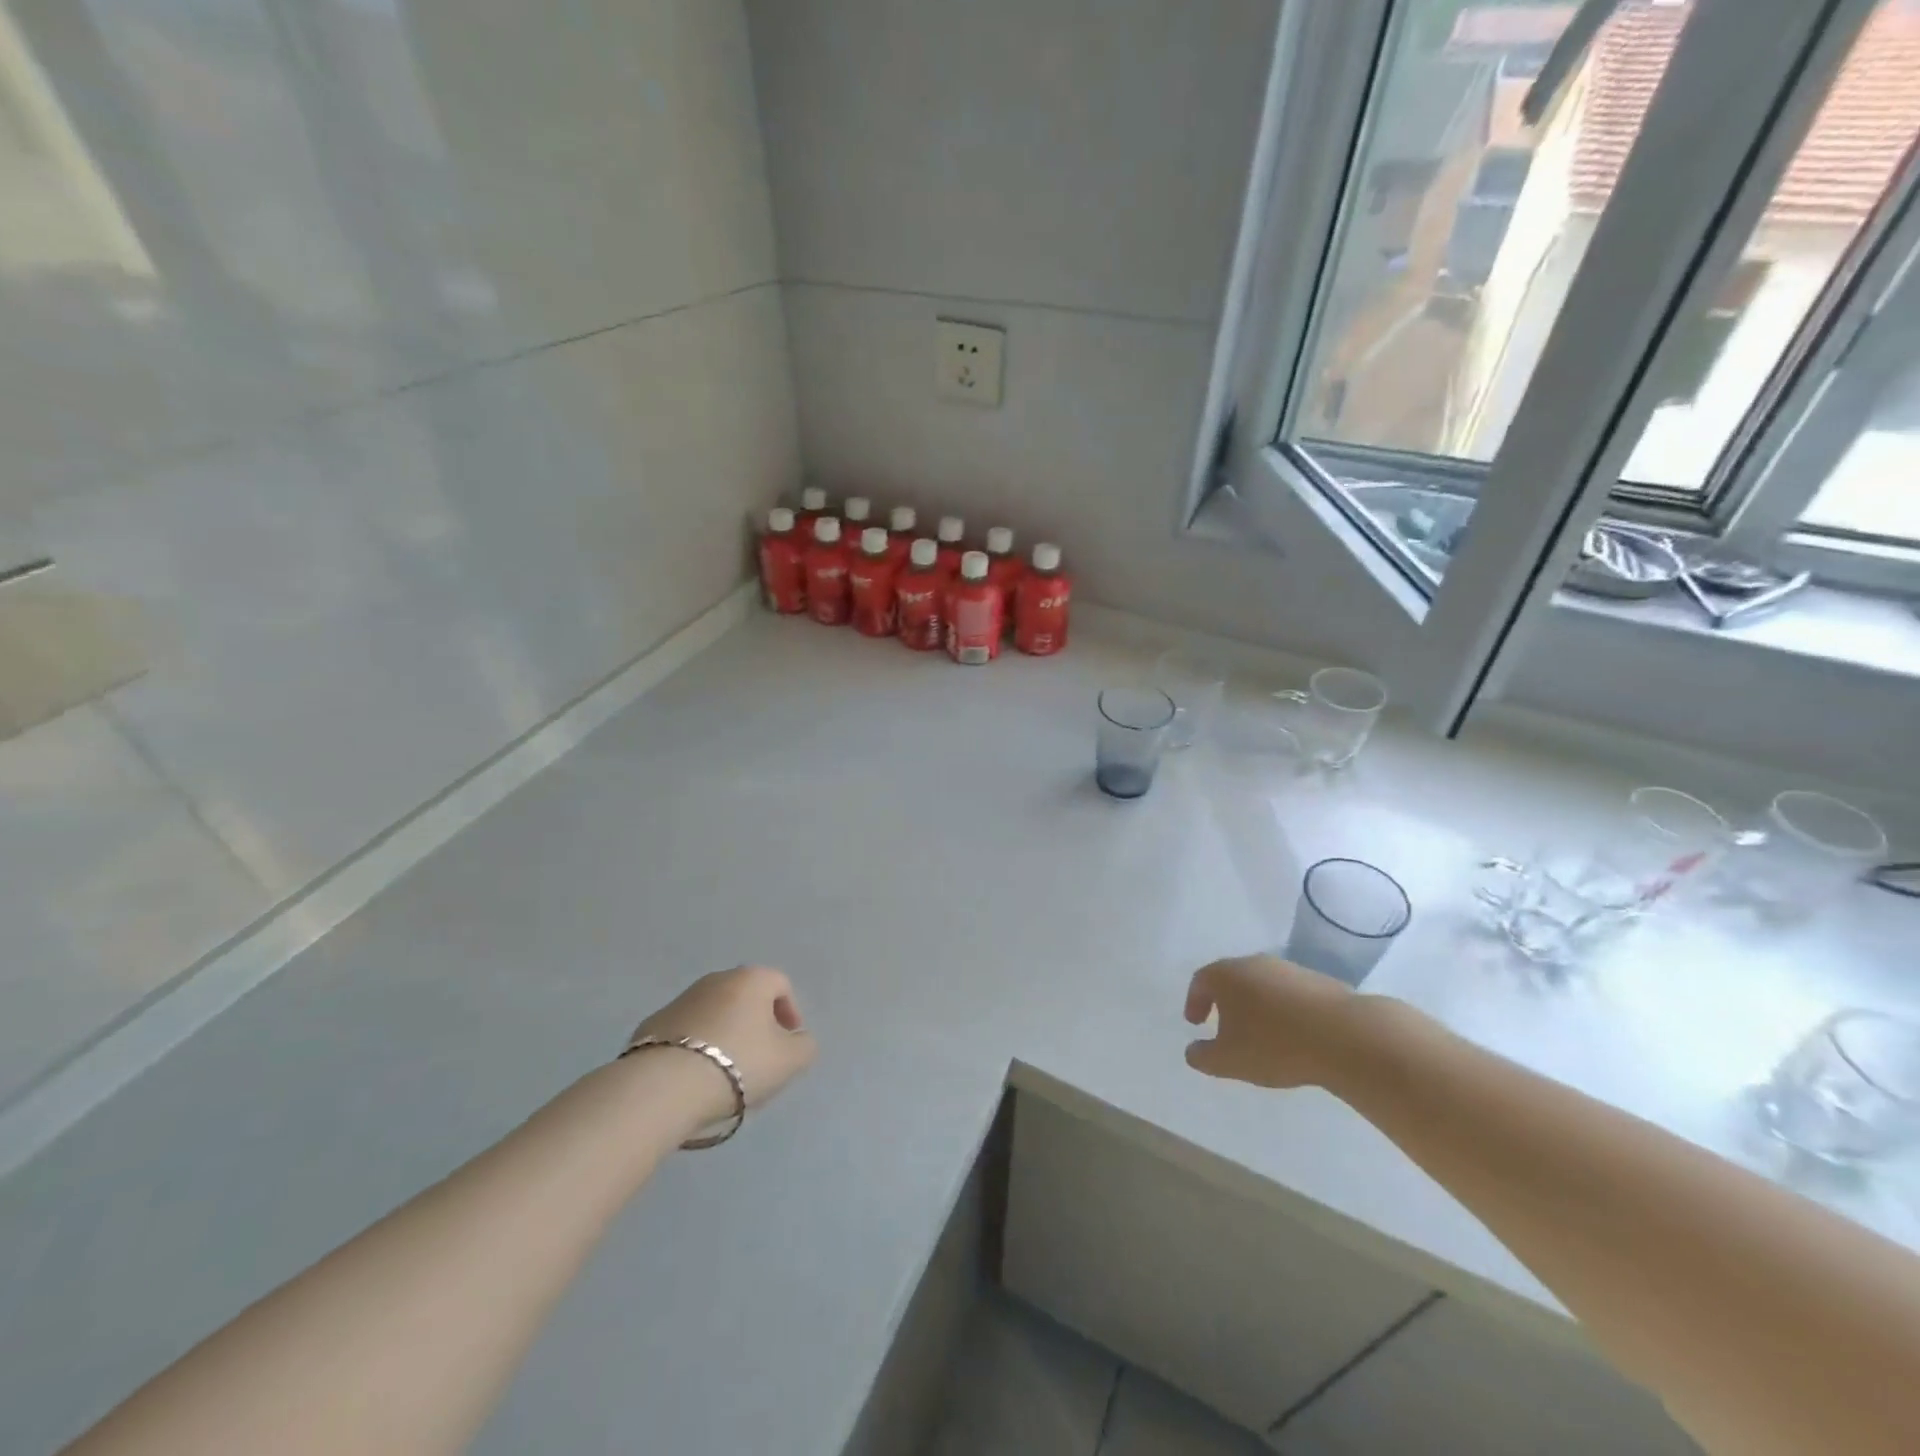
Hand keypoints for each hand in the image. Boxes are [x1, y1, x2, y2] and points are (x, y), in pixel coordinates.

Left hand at [628, 966, 817, 1122]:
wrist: (663, 1087)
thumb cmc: (738, 1064)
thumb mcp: (791, 1061)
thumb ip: (804, 1046)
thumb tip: (797, 1040)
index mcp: (752, 979)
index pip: (781, 984)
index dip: (790, 1013)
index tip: (788, 1044)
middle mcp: (716, 979)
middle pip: (746, 997)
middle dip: (756, 1023)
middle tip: (760, 1059)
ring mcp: (680, 1000)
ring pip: (714, 1013)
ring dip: (724, 1034)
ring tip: (725, 1073)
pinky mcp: (651, 1025)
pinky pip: (685, 1033)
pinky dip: (694, 1048)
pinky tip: (694, 1077)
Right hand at [1182, 954, 1360, 1088]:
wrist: (1344, 1035)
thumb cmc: (1274, 1045)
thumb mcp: (1229, 1061)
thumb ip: (1203, 1056)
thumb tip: (1192, 1051)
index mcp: (1227, 975)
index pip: (1200, 980)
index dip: (1194, 1001)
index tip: (1195, 1023)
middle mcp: (1254, 963)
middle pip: (1231, 978)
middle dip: (1224, 1002)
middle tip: (1224, 1026)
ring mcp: (1288, 969)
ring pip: (1262, 984)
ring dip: (1255, 1005)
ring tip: (1261, 1034)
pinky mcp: (1318, 981)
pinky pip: (1289, 994)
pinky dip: (1283, 1010)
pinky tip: (1292, 1034)